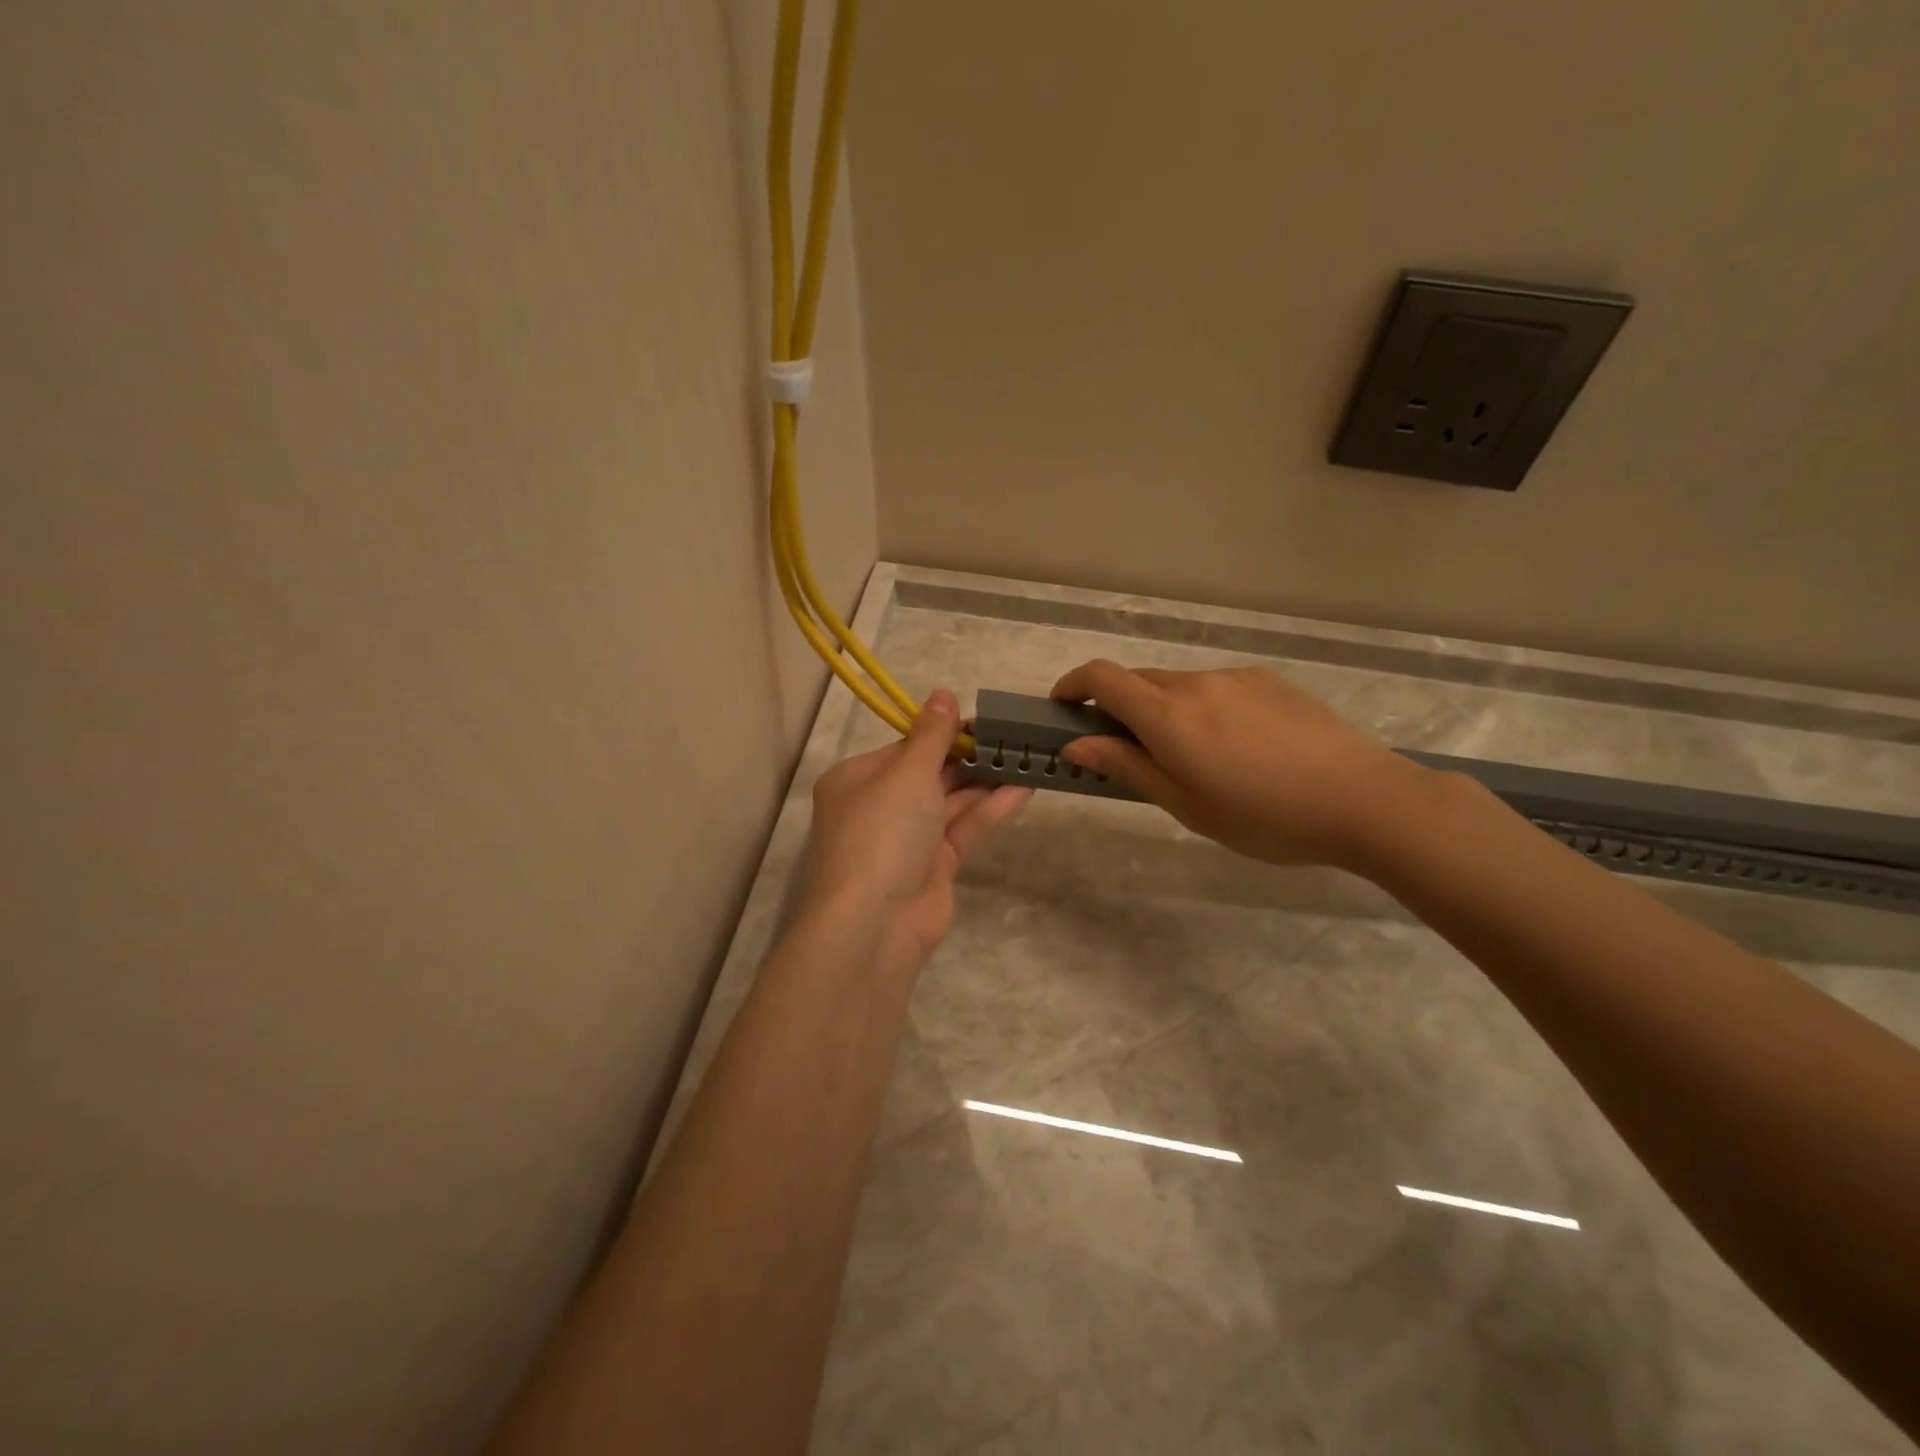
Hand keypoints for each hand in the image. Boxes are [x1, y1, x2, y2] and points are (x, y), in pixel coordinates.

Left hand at [804, 690, 1031, 979]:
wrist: (875, 923)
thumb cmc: (882, 831)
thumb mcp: (907, 772)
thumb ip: (932, 736)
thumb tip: (943, 693)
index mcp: (857, 779)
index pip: (904, 747)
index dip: (943, 732)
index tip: (982, 720)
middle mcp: (879, 806)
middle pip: (929, 773)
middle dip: (969, 756)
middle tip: (1014, 736)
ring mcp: (907, 839)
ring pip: (950, 801)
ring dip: (986, 780)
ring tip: (1028, 756)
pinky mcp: (934, 866)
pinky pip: (964, 828)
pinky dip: (991, 808)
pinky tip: (1024, 787)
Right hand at [1049, 660, 1436, 871]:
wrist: (1364, 799)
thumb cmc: (1263, 816)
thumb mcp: (1185, 804)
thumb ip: (1127, 766)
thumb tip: (1076, 745)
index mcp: (1169, 715)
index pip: (1102, 677)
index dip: (1073, 685)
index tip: (1062, 707)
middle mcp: (1197, 683)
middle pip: (1139, 681)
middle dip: (1119, 707)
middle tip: (1128, 752)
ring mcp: (1237, 677)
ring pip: (1180, 686)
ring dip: (1165, 711)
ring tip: (1194, 759)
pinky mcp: (1269, 681)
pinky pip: (1217, 688)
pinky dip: (1203, 709)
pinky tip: (1237, 748)